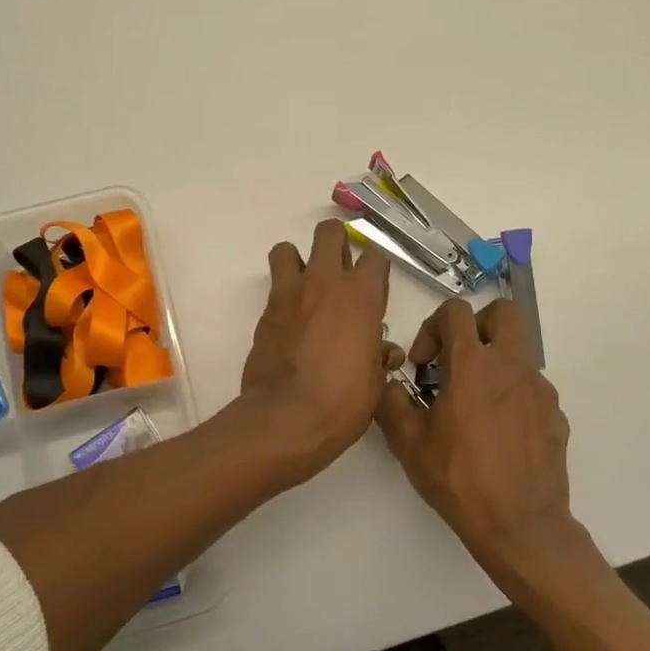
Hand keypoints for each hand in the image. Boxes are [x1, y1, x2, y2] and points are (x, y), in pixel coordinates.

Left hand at [240, 219, 392, 475]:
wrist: (288, 417)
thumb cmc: (343, 400)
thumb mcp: (374, 381)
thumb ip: (378, 355)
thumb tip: (383, 351)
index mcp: (361, 294)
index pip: (375, 257)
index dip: (376, 271)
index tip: (374, 291)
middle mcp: (325, 282)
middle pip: (329, 233)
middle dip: (336, 244)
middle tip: (339, 272)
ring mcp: (290, 292)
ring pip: (287, 249)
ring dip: (297, 261)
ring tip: (305, 287)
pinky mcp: (266, 310)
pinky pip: (274, 286)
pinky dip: (283, 295)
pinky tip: (290, 320)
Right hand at [377, 298, 594, 584]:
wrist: (521, 527)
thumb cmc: (460, 480)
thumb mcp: (409, 443)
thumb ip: (391, 402)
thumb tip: (390, 383)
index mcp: (472, 365)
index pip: (456, 311)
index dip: (433, 326)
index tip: (424, 363)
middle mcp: (511, 367)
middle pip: (503, 313)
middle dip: (477, 325)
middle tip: (457, 359)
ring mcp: (539, 390)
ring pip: (518, 353)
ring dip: (493, 364)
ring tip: (473, 407)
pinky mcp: (555, 415)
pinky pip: (530, 388)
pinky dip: (511, 396)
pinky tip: (497, 433)